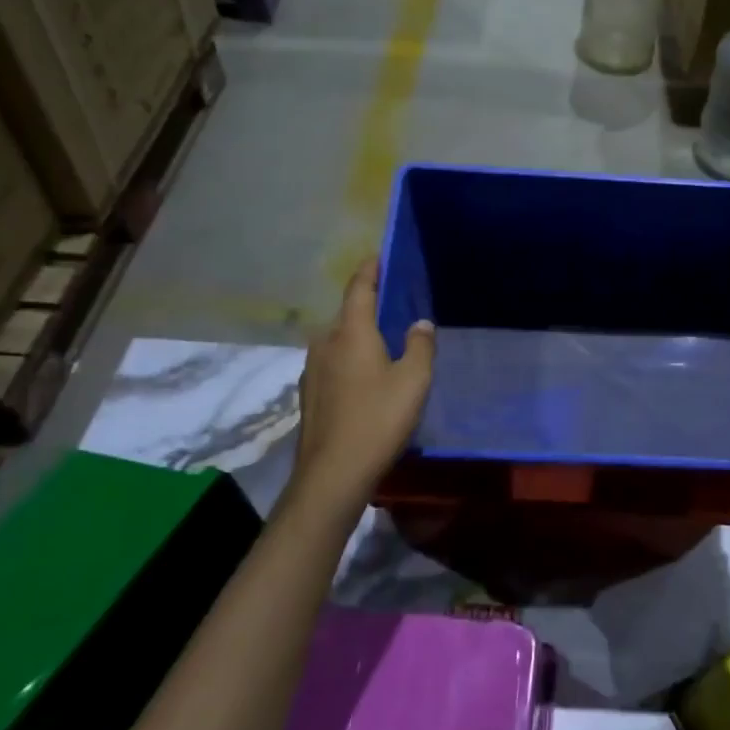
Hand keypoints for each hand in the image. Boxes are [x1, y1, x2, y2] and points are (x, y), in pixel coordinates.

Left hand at [295, 256, 434, 490]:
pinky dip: (350, 359)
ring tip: (384, 342)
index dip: (371, 269)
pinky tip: (366, 377)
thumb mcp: (414, 380)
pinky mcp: (309, 393)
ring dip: (359, 335)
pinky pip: (333, 363)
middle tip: (395, 305)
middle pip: (347, 314)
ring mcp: (312, 369)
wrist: (333, 473)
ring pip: (339, 340)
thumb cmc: (378, 419)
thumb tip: (420, 322)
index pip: (359, 288)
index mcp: (351, 332)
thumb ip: (421, 345)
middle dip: (369, 306)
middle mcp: (325, 342)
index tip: (380, 256)